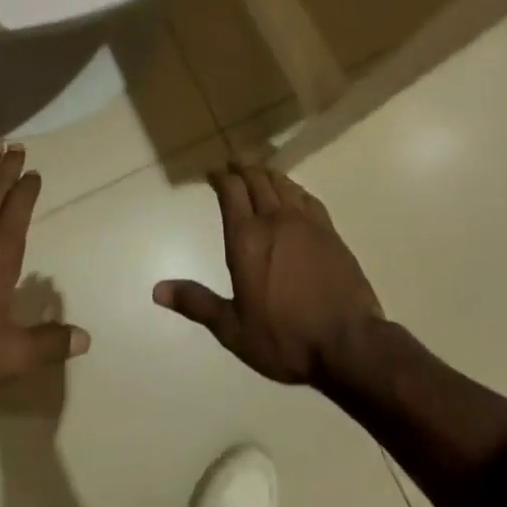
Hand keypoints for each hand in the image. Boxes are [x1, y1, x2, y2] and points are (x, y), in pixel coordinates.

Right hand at [153, 160, 382, 385]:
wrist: (349, 343)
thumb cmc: (285, 338)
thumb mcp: (234, 330)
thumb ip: (197, 303)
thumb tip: (157, 290)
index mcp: (246, 238)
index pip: (230, 191)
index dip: (220, 176)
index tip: (213, 172)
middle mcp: (273, 219)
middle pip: (256, 179)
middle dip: (241, 168)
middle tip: (233, 164)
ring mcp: (305, 222)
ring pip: (282, 183)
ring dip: (266, 173)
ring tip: (258, 171)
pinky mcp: (329, 230)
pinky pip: (307, 197)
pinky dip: (293, 188)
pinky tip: (293, 192)